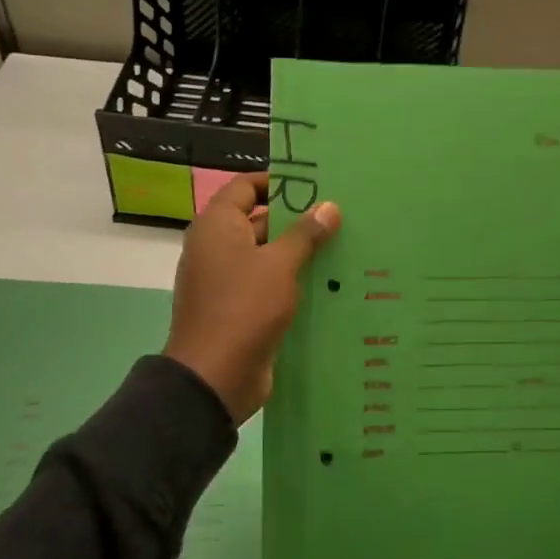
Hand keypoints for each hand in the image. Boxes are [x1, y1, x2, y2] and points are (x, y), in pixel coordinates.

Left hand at [163, 171, 340, 423]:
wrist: (215, 376)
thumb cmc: (244, 308)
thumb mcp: (279, 265)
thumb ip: (305, 233)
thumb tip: (329, 205)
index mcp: (217, 226)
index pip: (245, 187)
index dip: (278, 182)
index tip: (316, 184)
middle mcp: (217, 247)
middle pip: (258, 220)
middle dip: (297, 219)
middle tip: (340, 215)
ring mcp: (226, 280)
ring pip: (267, 256)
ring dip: (299, 253)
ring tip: (344, 245)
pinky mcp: (239, 309)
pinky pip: (267, 285)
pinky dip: (292, 281)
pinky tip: (329, 283)